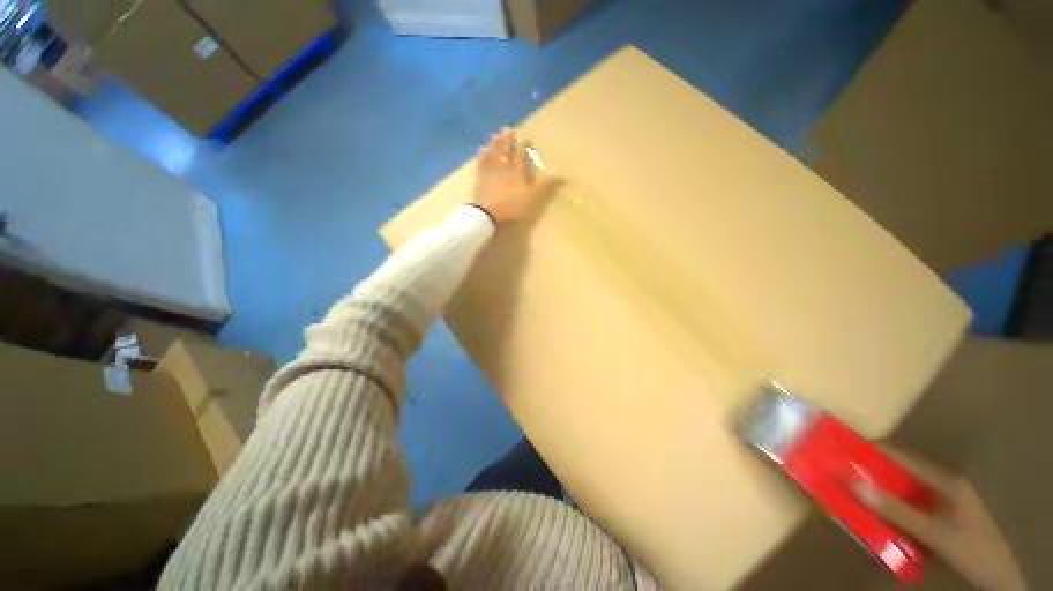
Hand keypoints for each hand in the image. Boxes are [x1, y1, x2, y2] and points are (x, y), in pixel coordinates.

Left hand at [473, 127, 561, 223]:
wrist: (488, 213)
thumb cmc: (512, 205)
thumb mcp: (532, 197)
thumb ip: (545, 185)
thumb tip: (562, 174)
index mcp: (517, 172)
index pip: (520, 155)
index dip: (523, 146)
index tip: (525, 136)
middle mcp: (503, 168)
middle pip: (505, 151)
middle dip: (507, 140)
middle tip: (507, 128)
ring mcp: (490, 173)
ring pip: (493, 154)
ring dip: (494, 144)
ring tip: (495, 135)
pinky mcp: (480, 180)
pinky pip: (481, 164)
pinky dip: (482, 156)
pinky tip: (481, 150)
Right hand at [854, 452, 1025, 590]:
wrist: (996, 578)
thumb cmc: (969, 548)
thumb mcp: (934, 533)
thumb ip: (897, 511)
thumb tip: (853, 484)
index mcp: (942, 479)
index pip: (901, 456)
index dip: (871, 451)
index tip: (840, 451)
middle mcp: (940, 485)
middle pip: (899, 473)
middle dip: (870, 474)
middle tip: (842, 476)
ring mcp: (940, 503)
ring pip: (901, 492)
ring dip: (879, 495)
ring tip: (854, 498)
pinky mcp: (938, 518)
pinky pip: (907, 508)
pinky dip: (890, 510)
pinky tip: (879, 521)